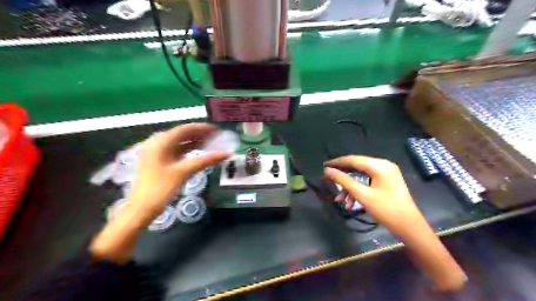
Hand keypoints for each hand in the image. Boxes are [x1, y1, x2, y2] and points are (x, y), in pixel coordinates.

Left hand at [129, 122, 229, 220]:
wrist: (141, 209)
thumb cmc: (161, 188)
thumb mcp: (184, 172)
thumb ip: (206, 160)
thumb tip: (227, 153)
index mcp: (160, 143)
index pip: (184, 129)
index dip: (202, 128)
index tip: (217, 130)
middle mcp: (157, 144)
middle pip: (181, 135)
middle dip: (199, 135)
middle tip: (216, 137)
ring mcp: (156, 153)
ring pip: (179, 143)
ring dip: (194, 143)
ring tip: (210, 144)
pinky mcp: (157, 162)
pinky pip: (175, 152)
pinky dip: (187, 151)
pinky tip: (198, 154)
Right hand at [322, 156, 422, 234]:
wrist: (410, 228)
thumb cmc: (387, 210)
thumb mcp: (362, 195)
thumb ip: (344, 181)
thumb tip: (327, 171)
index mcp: (379, 165)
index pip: (353, 159)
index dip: (337, 162)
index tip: (323, 166)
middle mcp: (383, 165)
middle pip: (356, 166)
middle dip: (342, 177)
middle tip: (328, 180)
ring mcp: (386, 173)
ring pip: (361, 176)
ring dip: (349, 187)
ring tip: (340, 200)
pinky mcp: (386, 181)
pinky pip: (367, 181)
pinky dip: (358, 190)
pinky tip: (350, 203)